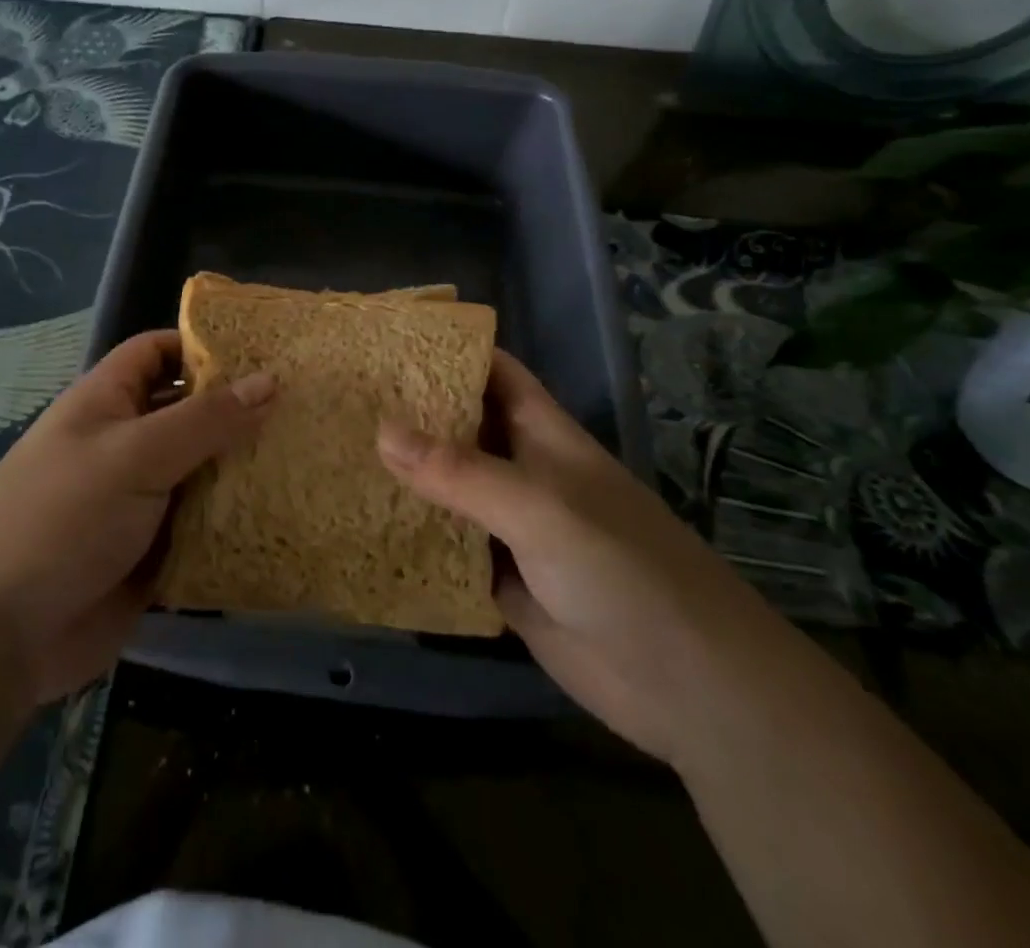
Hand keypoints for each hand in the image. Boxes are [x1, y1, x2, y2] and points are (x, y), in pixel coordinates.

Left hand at [0, 330, 274, 702]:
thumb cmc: (61, 517)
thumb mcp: (135, 455)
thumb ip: (205, 420)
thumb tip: (270, 379)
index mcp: (108, 402)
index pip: (158, 352)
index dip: (204, 346)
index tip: (266, 352)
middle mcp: (127, 443)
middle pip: (191, 413)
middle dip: (240, 412)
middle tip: (310, 407)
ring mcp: (141, 500)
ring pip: (204, 473)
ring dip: (245, 471)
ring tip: (314, 457)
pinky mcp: (155, 552)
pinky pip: (204, 527)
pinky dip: (236, 523)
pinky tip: (288, 517)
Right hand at [377, 350, 799, 763]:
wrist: (690, 687)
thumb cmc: (622, 570)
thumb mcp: (540, 508)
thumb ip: (460, 472)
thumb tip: (379, 429)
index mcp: (541, 434)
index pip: (491, 372)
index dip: (446, 351)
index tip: (385, 343)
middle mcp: (523, 472)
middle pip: (461, 428)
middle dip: (410, 414)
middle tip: (341, 400)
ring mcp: (513, 528)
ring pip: (450, 490)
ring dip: (406, 478)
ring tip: (338, 456)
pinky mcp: (504, 582)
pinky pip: (449, 548)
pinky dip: (415, 538)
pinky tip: (366, 529)